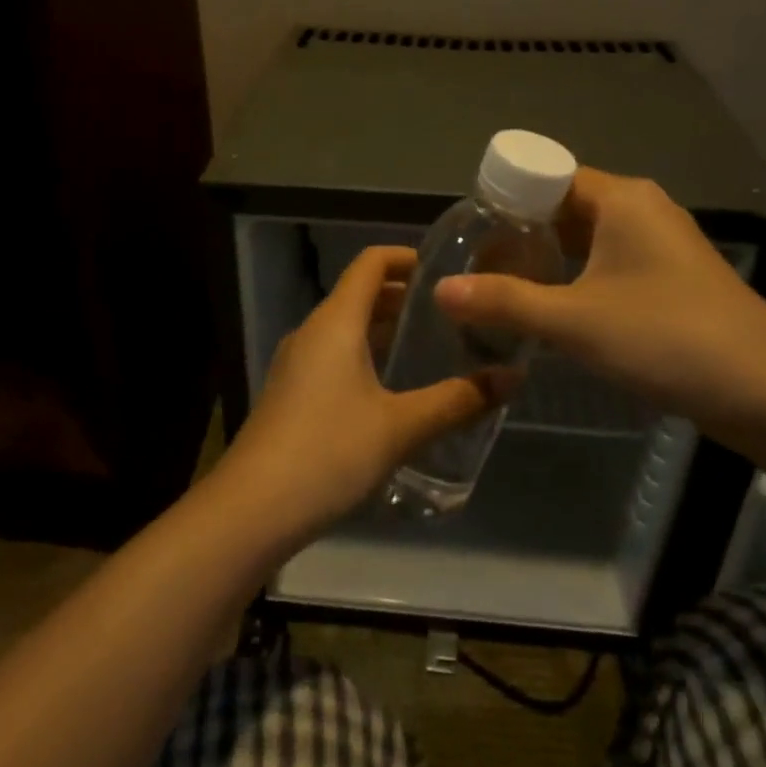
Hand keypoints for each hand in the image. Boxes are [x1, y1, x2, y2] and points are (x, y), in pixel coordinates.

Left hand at [220, 246, 499, 540]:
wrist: (252, 509)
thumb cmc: (329, 452)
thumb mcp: (401, 427)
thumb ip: (458, 400)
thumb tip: (513, 377)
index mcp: (335, 322)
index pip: (371, 263)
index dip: (408, 257)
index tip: (448, 269)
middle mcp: (311, 332)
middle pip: (359, 294)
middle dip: (403, 297)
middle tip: (453, 312)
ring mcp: (296, 364)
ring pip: (346, 329)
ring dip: (385, 329)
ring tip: (431, 346)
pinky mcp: (291, 394)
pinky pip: (334, 357)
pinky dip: (366, 356)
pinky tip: (393, 390)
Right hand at [434, 168, 765, 434]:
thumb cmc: (665, 337)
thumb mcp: (575, 321)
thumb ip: (504, 303)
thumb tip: (441, 289)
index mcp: (620, 199)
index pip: (548, 176)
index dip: (505, 197)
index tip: (469, 230)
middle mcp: (641, 210)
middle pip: (565, 206)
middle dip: (520, 232)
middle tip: (476, 263)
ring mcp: (660, 246)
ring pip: (587, 238)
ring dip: (547, 258)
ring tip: (501, 285)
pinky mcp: (670, 280)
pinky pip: (608, 263)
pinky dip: (575, 277)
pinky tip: (551, 308)